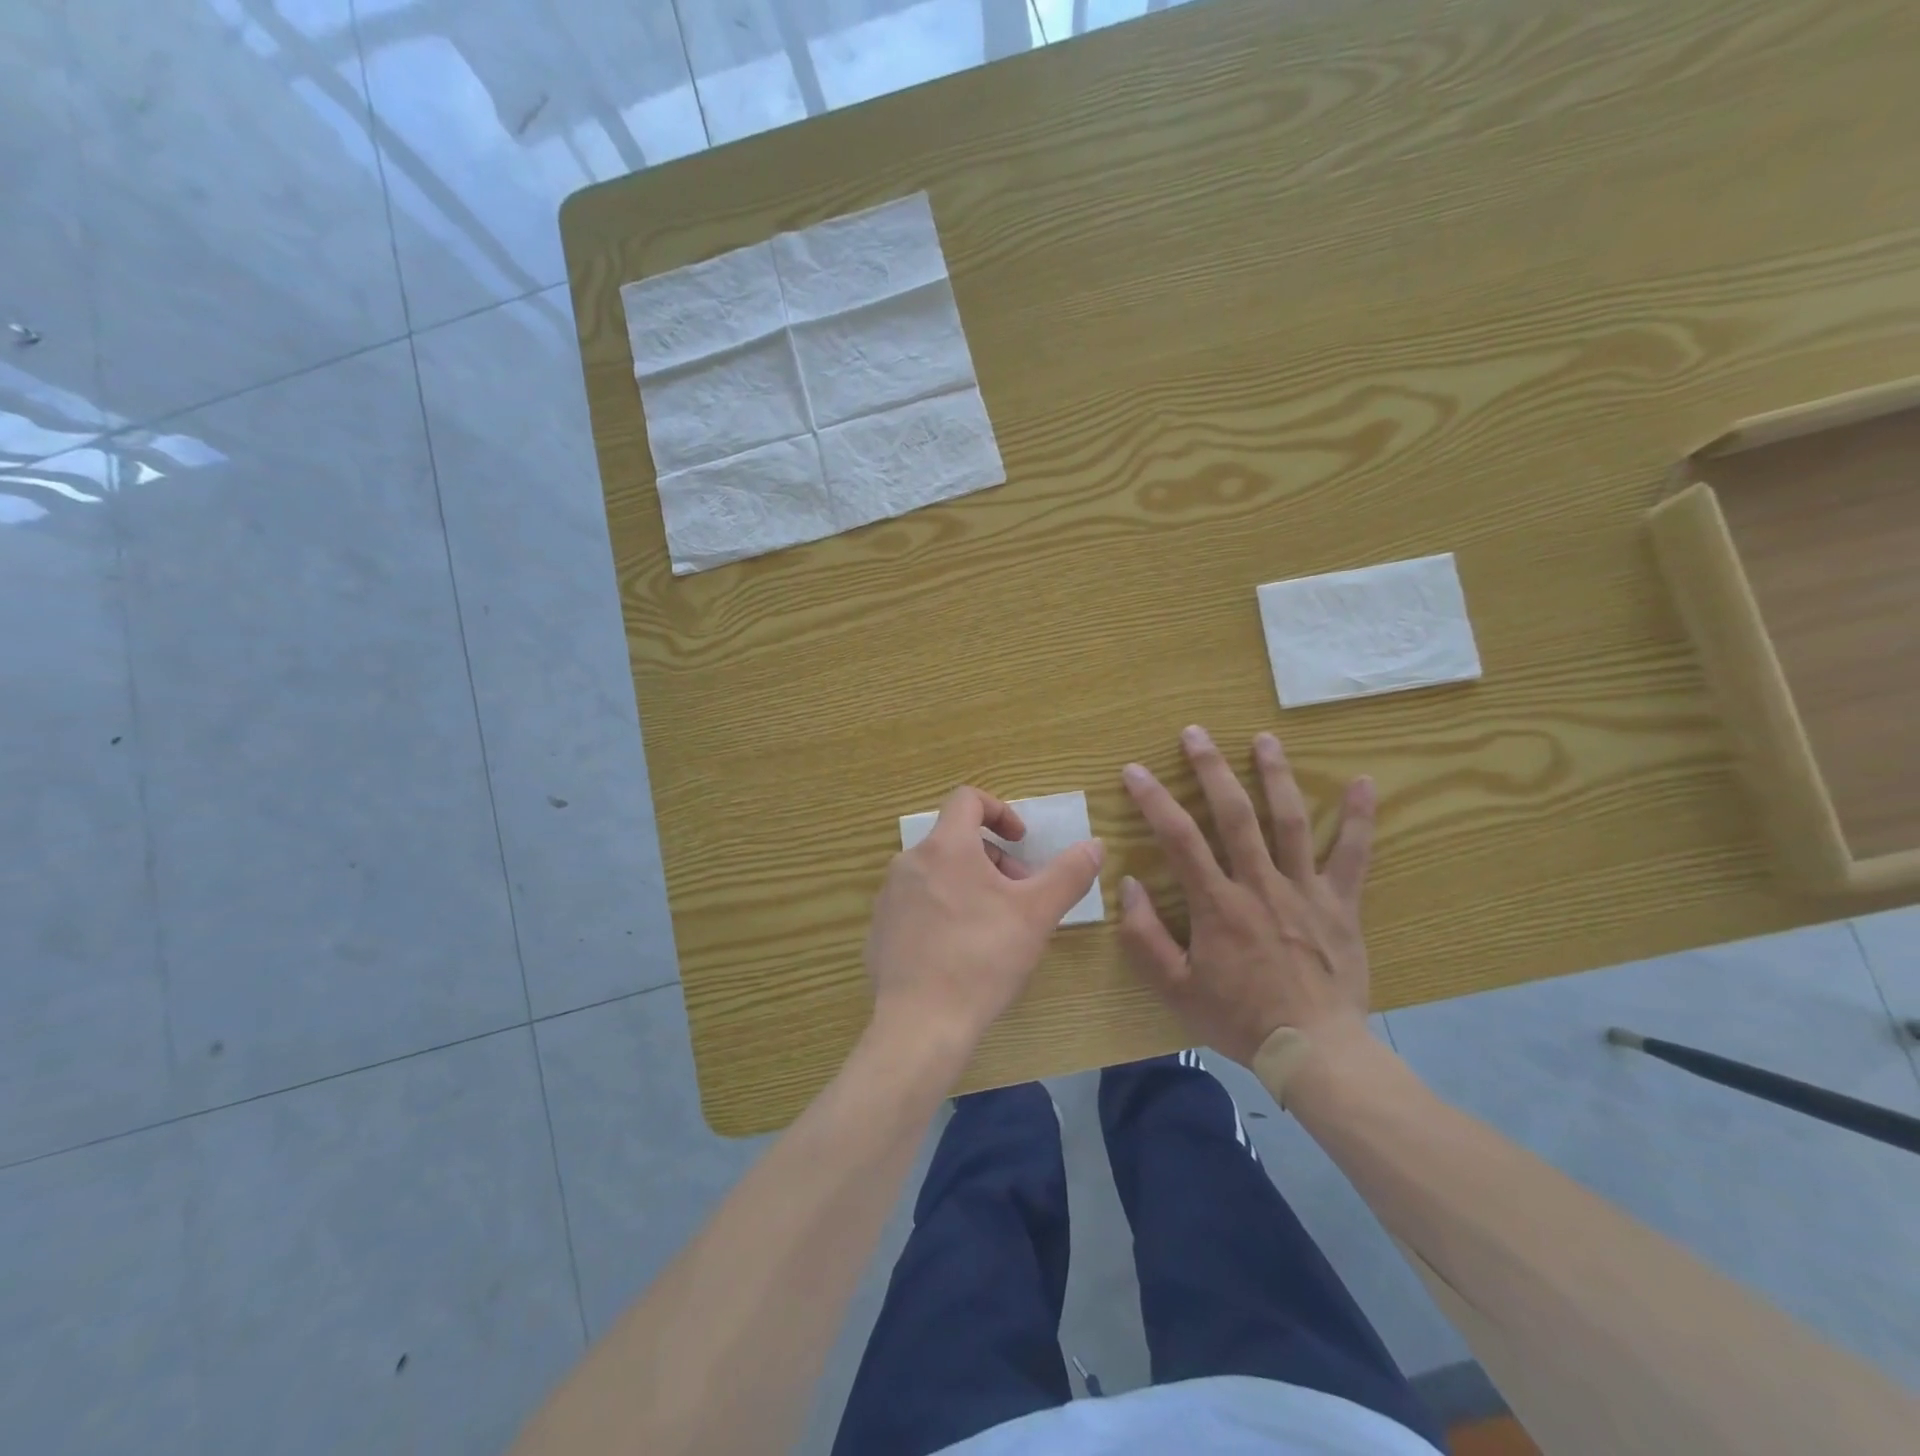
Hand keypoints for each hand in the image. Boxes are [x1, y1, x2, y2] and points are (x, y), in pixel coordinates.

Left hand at [866, 786, 1103, 1053]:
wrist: (921, 1024)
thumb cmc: (983, 959)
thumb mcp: (1037, 914)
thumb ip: (1069, 873)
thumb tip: (1095, 844)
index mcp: (945, 847)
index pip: (967, 800)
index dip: (1000, 811)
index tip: (1021, 842)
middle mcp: (909, 862)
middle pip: (955, 840)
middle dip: (992, 859)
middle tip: (1018, 895)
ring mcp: (889, 896)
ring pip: (936, 872)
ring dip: (968, 884)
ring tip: (992, 925)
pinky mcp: (879, 929)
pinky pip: (916, 903)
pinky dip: (942, 909)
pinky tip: (959, 951)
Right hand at [1118, 726, 1374, 1065]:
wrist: (1314, 1051)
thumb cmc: (1239, 1019)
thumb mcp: (1175, 988)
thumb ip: (1145, 937)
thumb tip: (1130, 884)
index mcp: (1217, 905)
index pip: (1178, 839)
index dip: (1153, 800)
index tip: (1134, 770)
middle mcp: (1260, 885)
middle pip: (1234, 815)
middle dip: (1211, 769)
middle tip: (1195, 733)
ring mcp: (1304, 891)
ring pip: (1289, 821)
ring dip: (1275, 776)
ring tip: (1264, 739)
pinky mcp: (1340, 904)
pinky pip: (1352, 856)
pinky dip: (1359, 819)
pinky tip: (1364, 783)